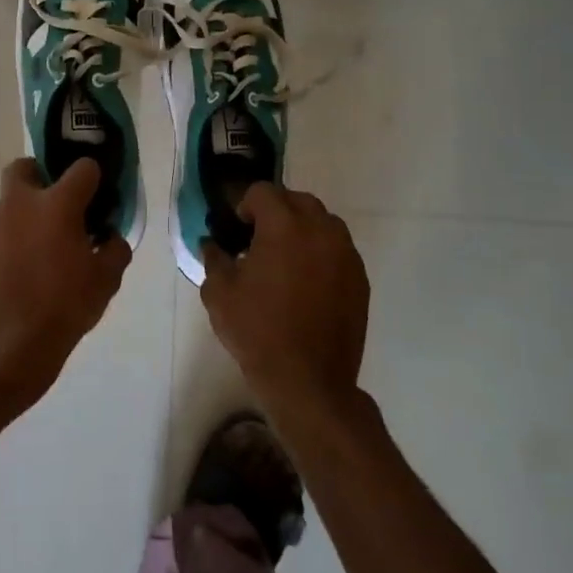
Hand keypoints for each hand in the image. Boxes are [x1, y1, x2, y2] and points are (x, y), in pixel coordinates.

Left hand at [0, 158, 130, 413]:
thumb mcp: (105, 282)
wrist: (2, 350)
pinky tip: (22, 269)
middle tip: (60, 207)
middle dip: (42, 177)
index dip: (95, 179)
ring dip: (25, 212)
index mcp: (57, 204)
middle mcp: (20, 203)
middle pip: (26, 167)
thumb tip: (109, 236)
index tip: (100, 199)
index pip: (83, 168)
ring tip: (42, 248)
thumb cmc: (62, 310)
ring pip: (9, 201)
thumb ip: (114, 249)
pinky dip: (10, 237)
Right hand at [200, 183, 369, 418]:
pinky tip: (305, 283)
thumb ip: (214, 258)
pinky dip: (320, 253)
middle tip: (258, 241)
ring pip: (323, 222)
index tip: (236, 230)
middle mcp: (321, 230)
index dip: (245, 205)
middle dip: (275, 211)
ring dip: (301, 229)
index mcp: (285, 226)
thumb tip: (212, 243)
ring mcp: (346, 254)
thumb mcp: (219, 293)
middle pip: (297, 200)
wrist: (308, 380)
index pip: (263, 191)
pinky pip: (338, 249)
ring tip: (284, 260)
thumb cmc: (257, 331)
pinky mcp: (359, 278)